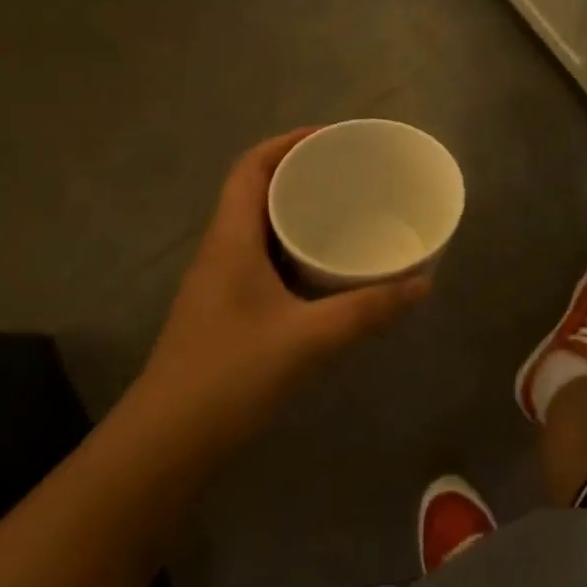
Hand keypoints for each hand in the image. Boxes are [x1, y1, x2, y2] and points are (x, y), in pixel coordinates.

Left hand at [131, 129, 429, 453]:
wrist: (163, 448)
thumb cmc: (228, 376)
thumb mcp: (307, 339)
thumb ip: (367, 310)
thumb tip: (423, 284)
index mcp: (231, 239)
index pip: (251, 167)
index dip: (287, 142)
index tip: (332, 138)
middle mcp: (221, 251)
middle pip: (256, 191)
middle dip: (300, 174)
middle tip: (349, 173)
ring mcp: (220, 283)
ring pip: (259, 227)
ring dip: (295, 212)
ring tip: (344, 211)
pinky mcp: (226, 312)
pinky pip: (262, 260)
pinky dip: (293, 249)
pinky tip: (324, 269)